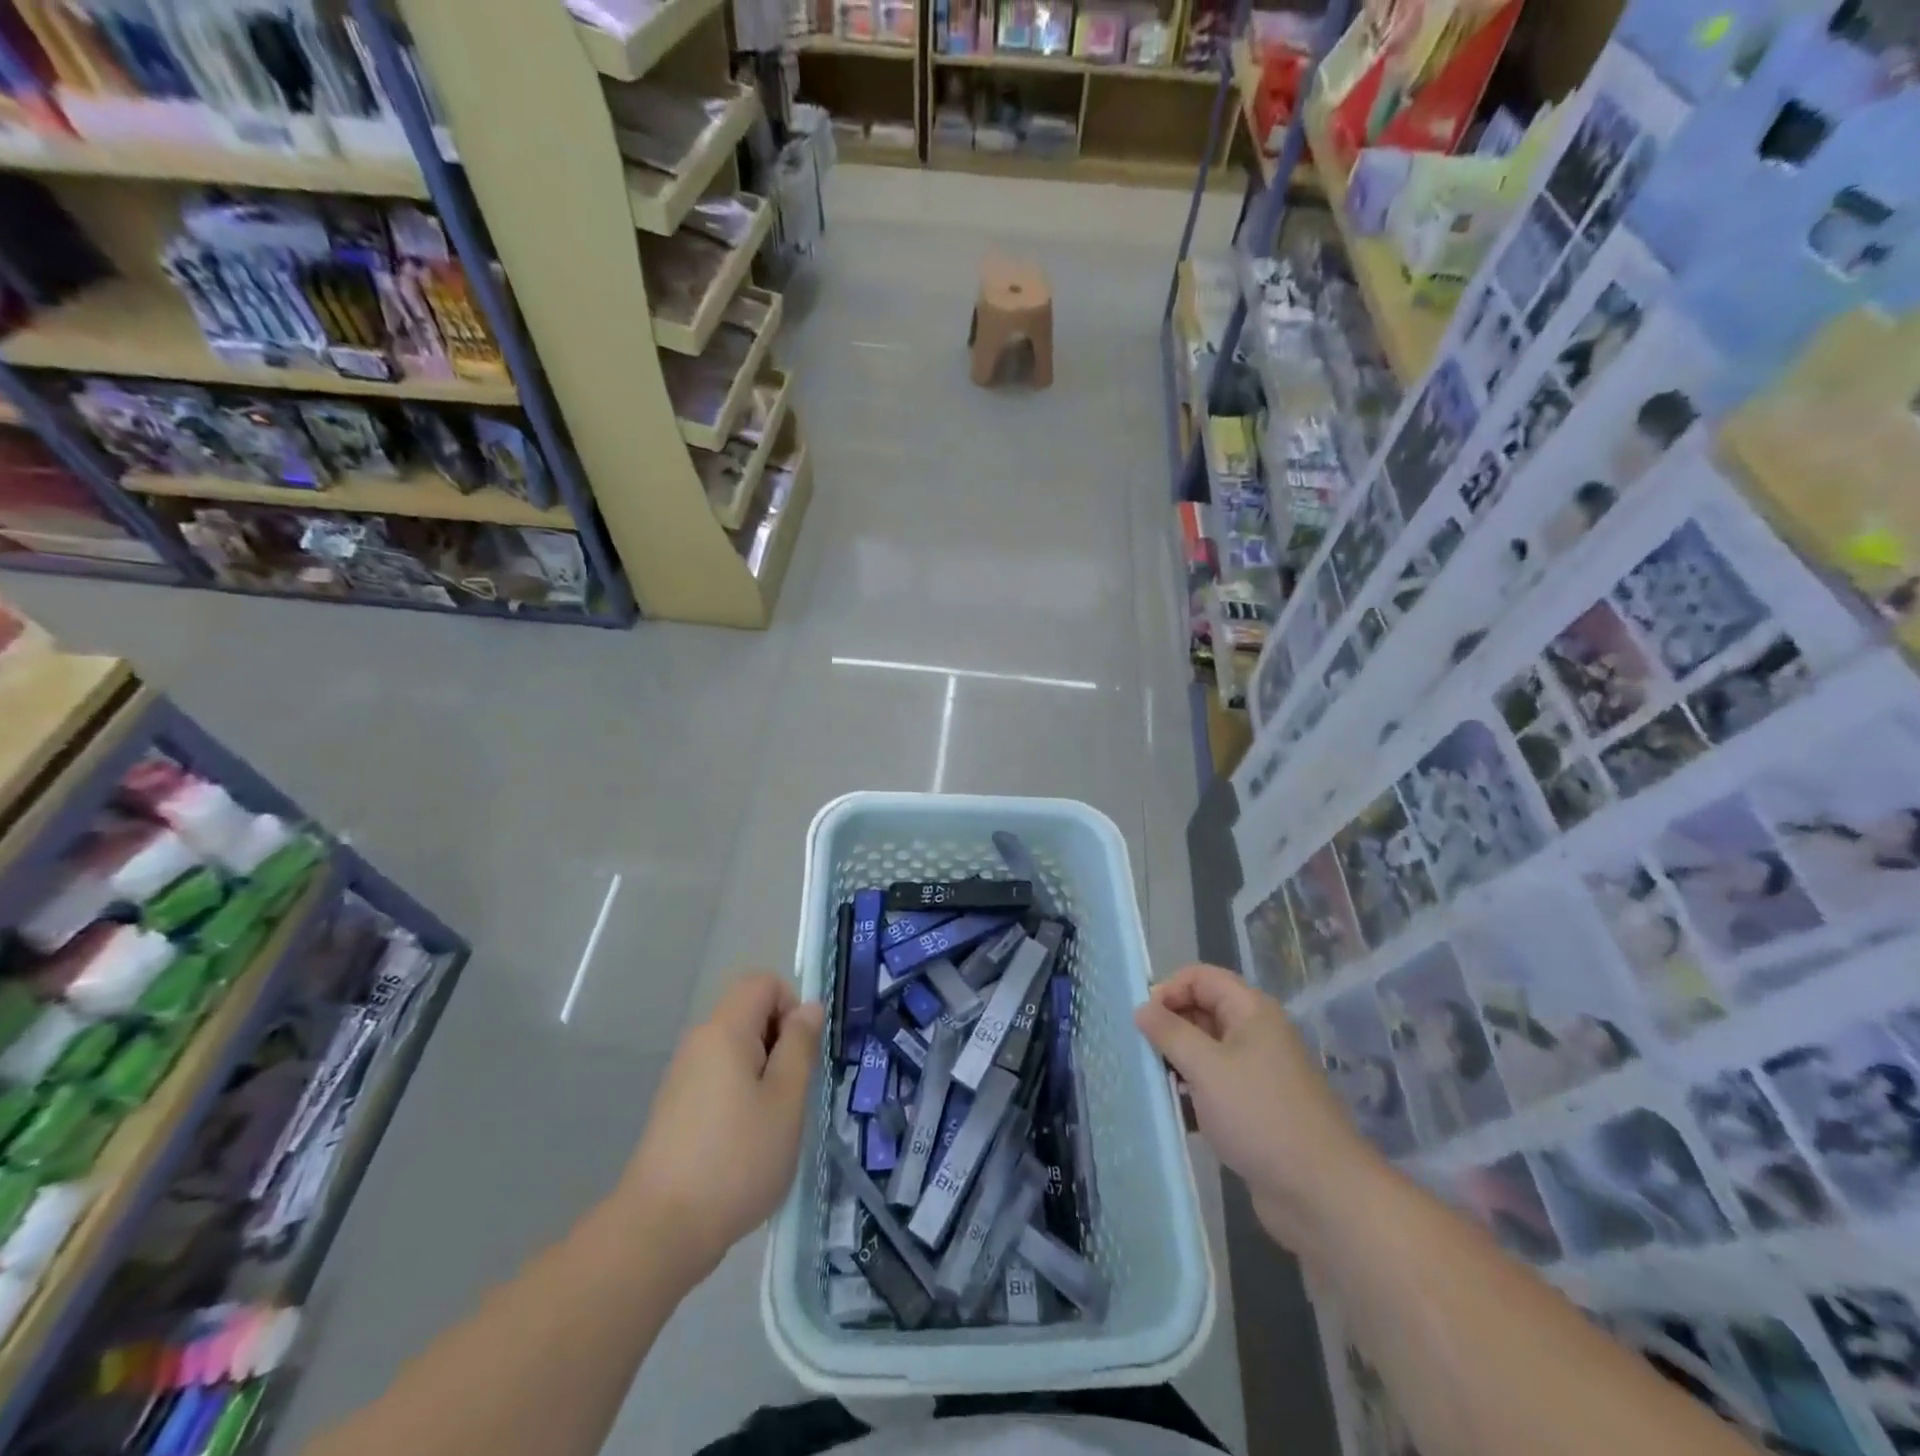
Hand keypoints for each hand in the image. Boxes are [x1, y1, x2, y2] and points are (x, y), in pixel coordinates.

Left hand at [619, 973, 822, 1277]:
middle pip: (749, 1013)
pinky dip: (742, 1093)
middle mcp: (699, 1042)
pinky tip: (746, 1141)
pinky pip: (719, 1076)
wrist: (660, 1230)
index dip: (791, 1005)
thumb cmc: (736, 1159)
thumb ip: (800, 1046)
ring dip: (764, 1072)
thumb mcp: (786, 1100)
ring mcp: (683, 1075)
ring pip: (736, 1048)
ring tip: (772, 1122)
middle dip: (781, 1042)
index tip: (801, 1054)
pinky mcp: (676, 1106)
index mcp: (724, 1030)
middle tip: (792, 1093)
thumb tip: (809, 1007)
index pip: (763, 982)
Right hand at [1135, 964, 1377, 1249]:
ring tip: (1154, 1085)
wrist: (1322, 1194)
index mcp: (1251, 1011)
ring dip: (1178, 1063)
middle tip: (1142, 1054)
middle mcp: (1257, 1034)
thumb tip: (1142, 1008)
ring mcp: (1259, 1072)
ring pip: (1207, 1051)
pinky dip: (1194, 1093)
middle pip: (1203, 1011)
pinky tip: (1176, 1114)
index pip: (1200, 977)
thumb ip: (1169, 1033)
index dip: (1168, 990)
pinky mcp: (1257, 1108)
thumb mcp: (1205, 1068)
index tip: (1143, 1022)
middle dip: (1170, 1028)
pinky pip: (1216, 1086)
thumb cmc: (1261, 1116)